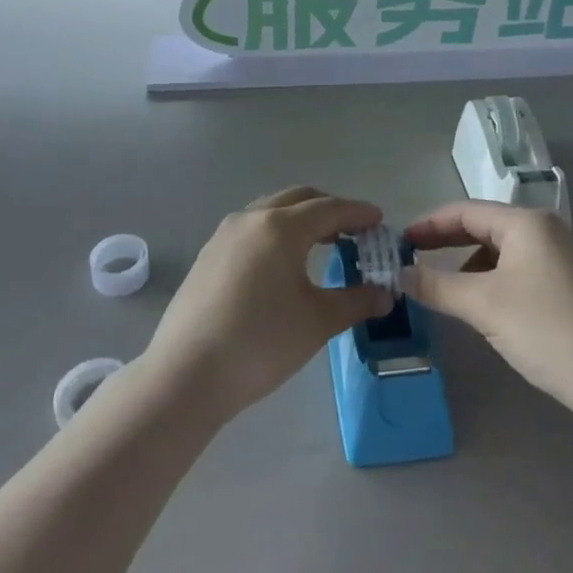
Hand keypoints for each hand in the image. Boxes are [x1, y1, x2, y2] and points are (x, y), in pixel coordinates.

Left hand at [142, 187, 393, 423]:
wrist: (187, 374)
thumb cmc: (261, 343)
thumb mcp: (317, 322)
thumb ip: (355, 301)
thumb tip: (385, 294)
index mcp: (281, 227)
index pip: (330, 208)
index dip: (358, 213)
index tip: (379, 220)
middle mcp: (252, 218)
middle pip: (299, 199)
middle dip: (330, 209)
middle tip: (354, 230)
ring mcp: (225, 234)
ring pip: (272, 210)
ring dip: (301, 219)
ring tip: (323, 243)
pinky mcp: (209, 254)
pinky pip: (252, 228)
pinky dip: (277, 233)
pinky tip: (283, 263)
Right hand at [401, 201, 572, 416]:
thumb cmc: (548, 330)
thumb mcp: (484, 306)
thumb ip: (437, 286)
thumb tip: (399, 274)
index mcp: (526, 222)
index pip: (464, 211)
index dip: (428, 225)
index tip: (398, 243)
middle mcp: (546, 230)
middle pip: (484, 227)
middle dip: (446, 242)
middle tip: (412, 261)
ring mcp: (563, 258)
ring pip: (502, 251)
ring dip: (469, 265)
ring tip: (446, 291)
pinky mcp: (572, 286)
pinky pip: (519, 271)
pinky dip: (493, 281)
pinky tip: (486, 308)